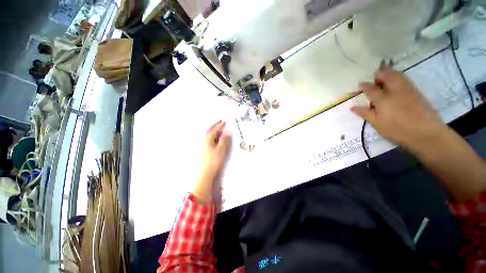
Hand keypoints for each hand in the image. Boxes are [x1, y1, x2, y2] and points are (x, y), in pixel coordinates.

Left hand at [191, 120, 230, 202]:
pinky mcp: (205, 151)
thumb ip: (224, 139)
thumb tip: (227, 131)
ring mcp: (204, 146)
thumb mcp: (221, 149)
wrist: (206, 172)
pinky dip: (214, 137)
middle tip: (220, 122)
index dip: (219, 125)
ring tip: (220, 129)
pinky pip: (210, 140)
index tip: (224, 122)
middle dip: (215, 126)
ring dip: (214, 131)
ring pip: (209, 136)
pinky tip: (216, 139)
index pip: (214, 130)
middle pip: (209, 131)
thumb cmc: (214, 160)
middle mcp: (204, 141)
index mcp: (208, 140)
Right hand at [351, 65, 445, 150]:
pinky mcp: (416, 91)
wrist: (426, 132)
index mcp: (383, 99)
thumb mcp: (377, 123)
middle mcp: (395, 90)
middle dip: (378, 75)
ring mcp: (407, 89)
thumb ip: (365, 113)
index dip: (364, 85)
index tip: (360, 85)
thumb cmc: (397, 129)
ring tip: (384, 81)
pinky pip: (405, 79)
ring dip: (389, 74)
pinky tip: (396, 85)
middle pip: (386, 75)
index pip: (370, 88)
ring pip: (397, 74)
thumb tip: (352, 107)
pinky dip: (398, 77)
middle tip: (374, 82)